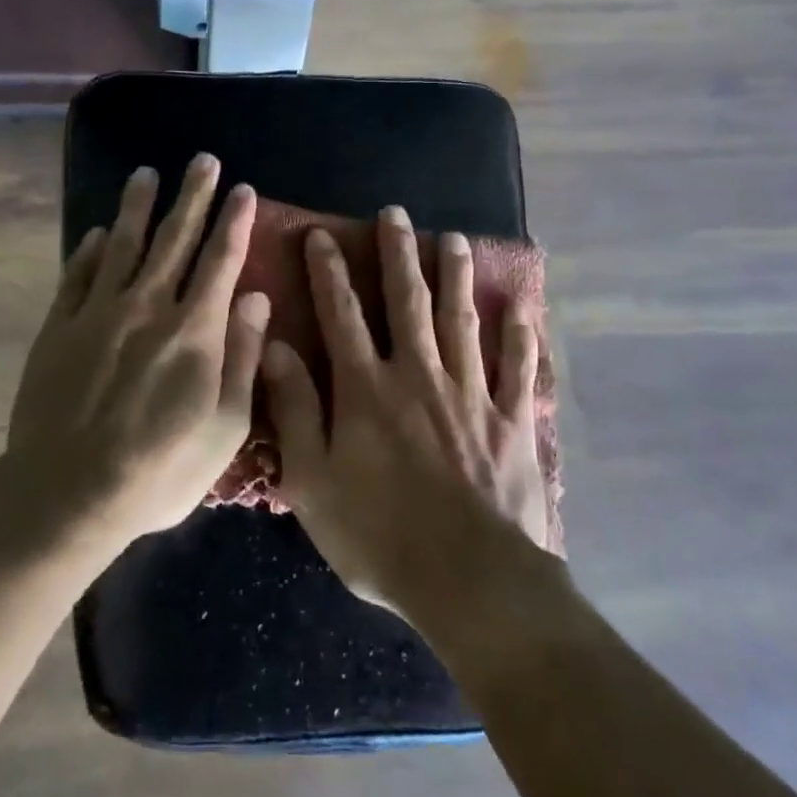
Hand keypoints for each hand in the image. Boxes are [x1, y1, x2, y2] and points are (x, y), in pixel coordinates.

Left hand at [5, 154, 268, 544]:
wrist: (68, 492)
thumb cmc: (160, 468)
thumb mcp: (225, 426)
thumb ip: (242, 355)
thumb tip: (258, 297)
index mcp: (194, 329)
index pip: (221, 260)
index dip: (235, 222)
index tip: (243, 189)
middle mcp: (148, 305)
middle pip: (174, 238)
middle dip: (193, 195)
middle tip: (202, 159)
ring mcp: (98, 311)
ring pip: (122, 244)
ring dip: (136, 207)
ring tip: (146, 174)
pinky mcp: (60, 326)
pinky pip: (78, 275)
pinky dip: (88, 250)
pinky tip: (95, 233)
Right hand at [264, 206, 553, 620]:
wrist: (469, 582)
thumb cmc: (378, 535)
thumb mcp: (312, 479)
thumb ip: (294, 408)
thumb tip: (275, 346)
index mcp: (366, 387)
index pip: (342, 314)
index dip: (329, 271)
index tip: (322, 235)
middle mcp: (418, 374)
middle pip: (407, 301)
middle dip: (398, 254)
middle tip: (396, 214)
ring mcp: (471, 394)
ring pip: (461, 321)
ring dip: (456, 277)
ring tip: (453, 239)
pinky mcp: (511, 421)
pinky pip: (517, 368)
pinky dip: (519, 336)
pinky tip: (521, 308)